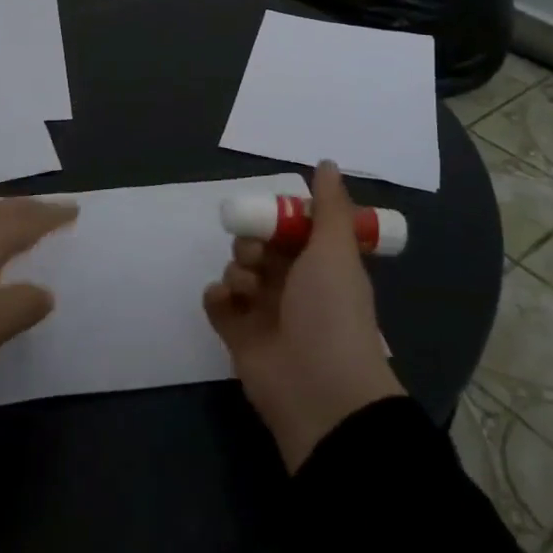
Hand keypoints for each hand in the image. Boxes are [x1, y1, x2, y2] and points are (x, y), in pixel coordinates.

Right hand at [203, 161, 404, 470]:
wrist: (319, 389)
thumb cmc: (330, 310)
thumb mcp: (335, 249)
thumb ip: (329, 206)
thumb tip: (327, 163)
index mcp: (321, 266)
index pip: (293, 230)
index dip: (280, 219)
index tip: (273, 215)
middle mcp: (294, 286)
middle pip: (261, 247)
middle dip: (252, 242)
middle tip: (256, 253)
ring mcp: (265, 313)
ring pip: (238, 271)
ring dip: (236, 269)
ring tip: (246, 286)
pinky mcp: (239, 337)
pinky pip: (218, 303)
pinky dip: (217, 296)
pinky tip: (224, 299)